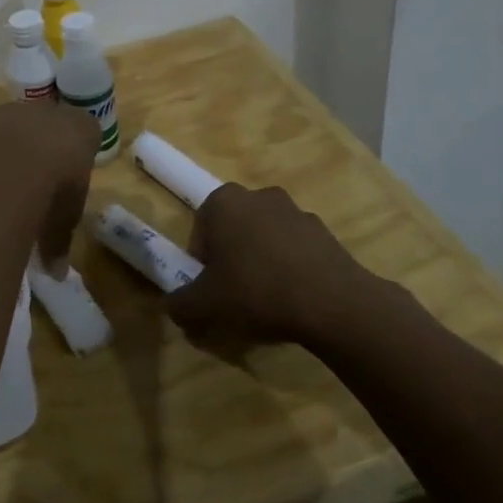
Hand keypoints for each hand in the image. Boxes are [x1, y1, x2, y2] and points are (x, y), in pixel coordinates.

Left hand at [0, 88, 97, 274]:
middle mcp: (50, 113)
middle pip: (48, 121)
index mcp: (82, 132)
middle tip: (35, 167)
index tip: (71, 171)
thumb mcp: (63, 221)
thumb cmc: (55, 191)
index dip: (78, 152)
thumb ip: (58, 240)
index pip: (86, 133)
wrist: (18, 163)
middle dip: (41, 141)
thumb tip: (56, 273)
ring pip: (12, 115)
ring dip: (7, 130)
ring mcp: (14, 111)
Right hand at [165, 183, 384, 351]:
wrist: (331, 302)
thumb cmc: (256, 291)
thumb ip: (180, 305)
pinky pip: (296, 249)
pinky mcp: (324, 230)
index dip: (202, 262)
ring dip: (263, 261)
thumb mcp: (205, 306)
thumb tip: (171, 307)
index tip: (212, 288)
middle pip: (234, 229)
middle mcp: (257, 195)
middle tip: (237, 294)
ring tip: (269, 300)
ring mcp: (295, 209)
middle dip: (233, 257)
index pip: (201, 229)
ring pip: (266, 237)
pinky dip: (292, 267)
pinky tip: (297, 299)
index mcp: (223, 201)